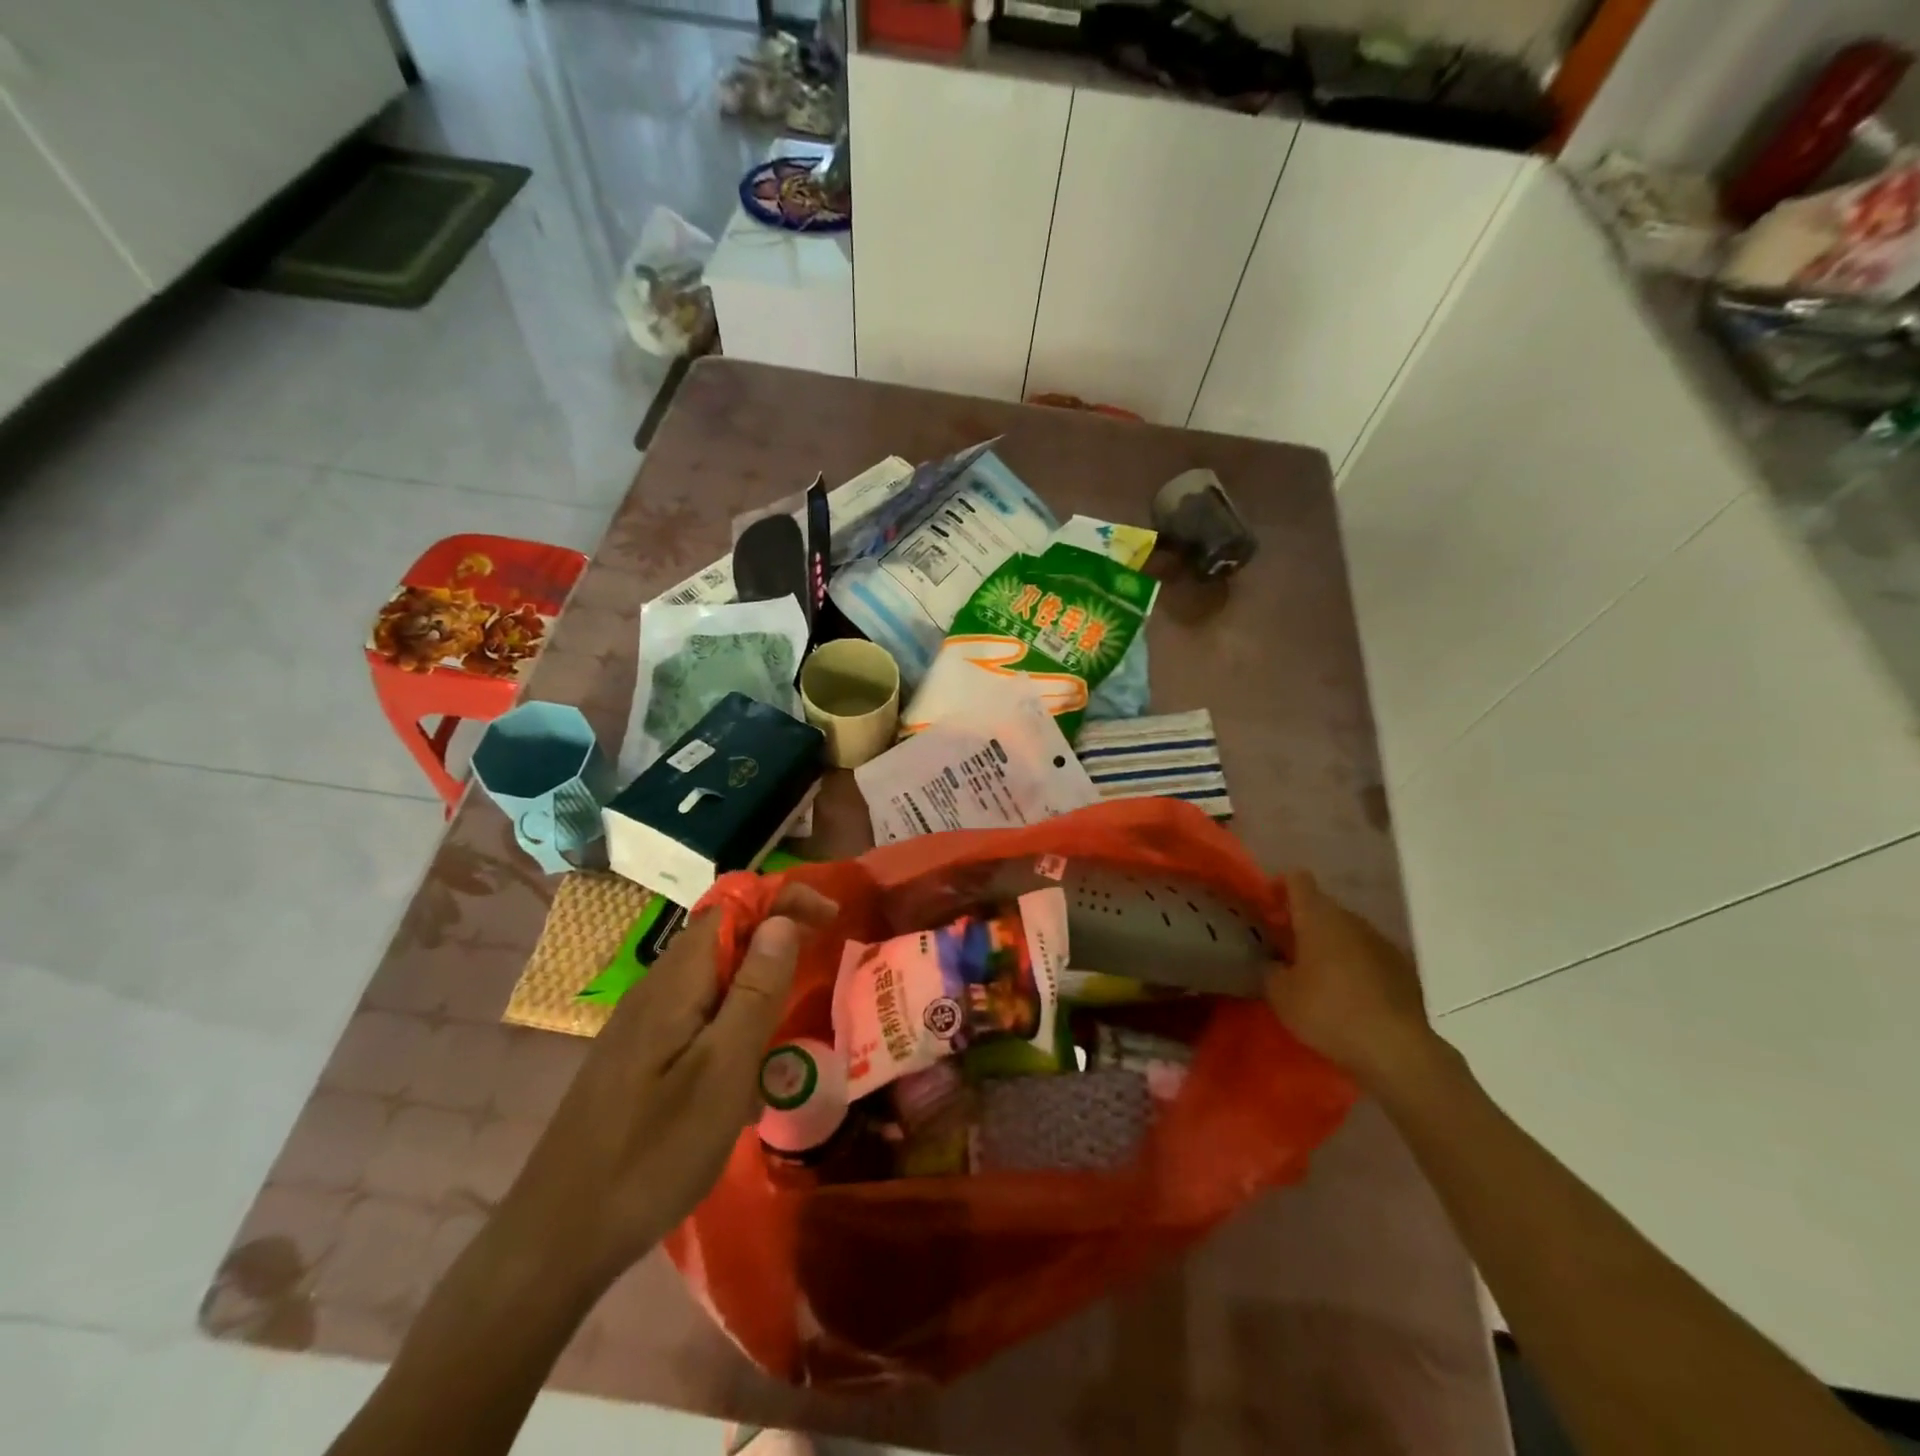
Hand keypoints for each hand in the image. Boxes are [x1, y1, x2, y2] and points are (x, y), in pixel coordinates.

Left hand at [498, 881, 837, 1288]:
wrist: (558, 1237)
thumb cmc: (652, 1153)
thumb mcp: (722, 1071)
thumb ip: (754, 992)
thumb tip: (782, 920)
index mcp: (676, 981)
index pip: (734, 906)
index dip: (784, 900)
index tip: (831, 919)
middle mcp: (656, 989)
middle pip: (724, 937)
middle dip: (777, 940)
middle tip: (822, 968)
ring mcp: (643, 1025)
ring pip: (713, 979)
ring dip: (758, 984)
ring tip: (791, 1026)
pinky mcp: (639, 1057)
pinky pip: (698, 1016)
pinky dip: (734, 1023)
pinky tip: (746, 1074)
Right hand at [1266, 870, 1439, 1091]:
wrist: (1397, 1050)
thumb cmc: (1329, 1012)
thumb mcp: (1280, 994)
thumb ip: (1270, 969)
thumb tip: (1275, 963)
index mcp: (1319, 918)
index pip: (1297, 880)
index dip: (1279, 887)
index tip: (1267, 908)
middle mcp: (1352, 920)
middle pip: (1322, 907)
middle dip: (1301, 921)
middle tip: (1284, 948)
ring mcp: (1382, 942)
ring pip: (1347, 931)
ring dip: (1329, 944)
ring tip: (1316, 975)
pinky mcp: (1403, 968)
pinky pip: (1368, 954)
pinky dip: (1354, 964)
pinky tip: (1348, 994)